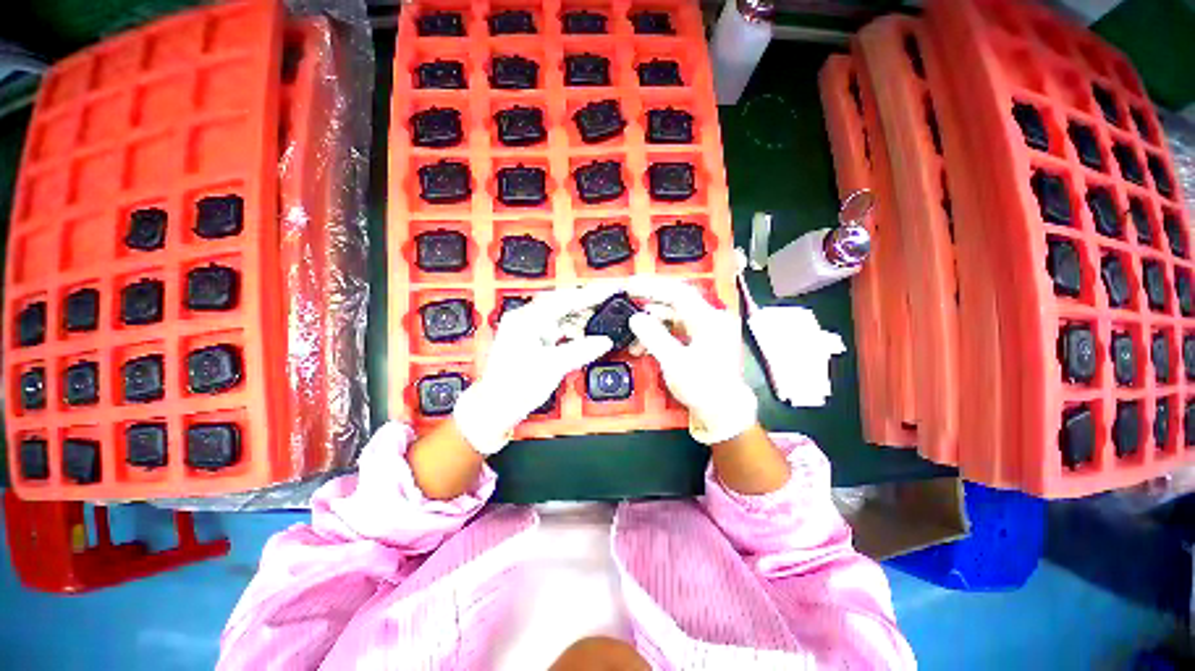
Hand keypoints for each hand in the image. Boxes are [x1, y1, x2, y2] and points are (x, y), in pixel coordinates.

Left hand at [453, 284, 619, 454]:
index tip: (609, 291)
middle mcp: (525, 319)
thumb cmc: (515, 387)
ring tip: (599, 320)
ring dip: (580, 318)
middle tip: (609, 303)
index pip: (565, 299)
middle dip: (586, 304)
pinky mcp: (530, 340)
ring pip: (560, 315)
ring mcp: (527, 329)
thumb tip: (604, 341)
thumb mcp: (553, 366)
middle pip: (562, 303)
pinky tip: (582, 334)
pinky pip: (556, 328)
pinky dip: (571, 330)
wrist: (496, 407)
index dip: (590, 295)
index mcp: (526, 319)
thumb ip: (581, 351)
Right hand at [626, 277, 757, 444]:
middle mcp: (710, 319)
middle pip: (676, 302)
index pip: (678, 292)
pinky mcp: (702, 340)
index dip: (652, 287)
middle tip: (627, 303)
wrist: (725, 413)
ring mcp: (707, 329)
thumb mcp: (674, 363)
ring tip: (633, 337)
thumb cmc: (703, 388)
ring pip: (674, 316)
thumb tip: (635, 318)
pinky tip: (644, 346)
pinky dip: (660, 334)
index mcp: (709, 320)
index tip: (629, 286)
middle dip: (649, 304)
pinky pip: (677, 329)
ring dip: (652, 324)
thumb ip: (654, 337)